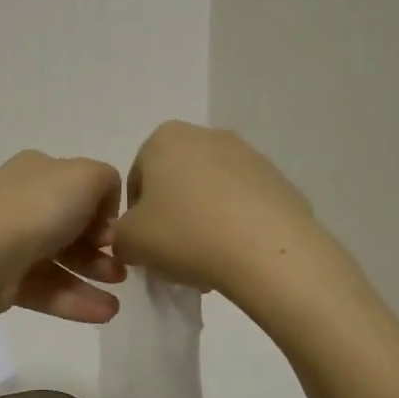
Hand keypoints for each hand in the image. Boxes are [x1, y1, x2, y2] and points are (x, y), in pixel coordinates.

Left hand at [0, 151, 125, 322]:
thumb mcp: (86, 176)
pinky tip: (104, 313)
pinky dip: (76, 301)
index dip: (103, 212)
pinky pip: (48, 289)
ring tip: (116, 304)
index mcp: (40, 172)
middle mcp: (24, 203)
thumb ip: (107, 181)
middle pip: (73, 228)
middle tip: (122, 269)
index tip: (116, 234)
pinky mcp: (7, 280)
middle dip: (101, 250)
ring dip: (93, 280)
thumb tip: (103, 213)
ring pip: (62, 262)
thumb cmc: (36, 208)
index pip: (80, 189)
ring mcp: (13, 242)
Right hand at [112, 122, 327, 296]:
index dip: (136, 218)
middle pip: (177, 184)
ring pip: (211, 194)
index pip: (137, 181)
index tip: (146, 247)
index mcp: (164, 138)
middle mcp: (206, 135)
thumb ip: (119, 236)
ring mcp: (248, 155)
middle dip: (173, 218)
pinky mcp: (279, 180)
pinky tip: (237, 256)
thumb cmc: (185, 234)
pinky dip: (236, 226)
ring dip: (204, 223)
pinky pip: (245, 205)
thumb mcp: (129, 242)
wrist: (267, 250)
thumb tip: (135, 239)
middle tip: (174, 256)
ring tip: (208, 262)